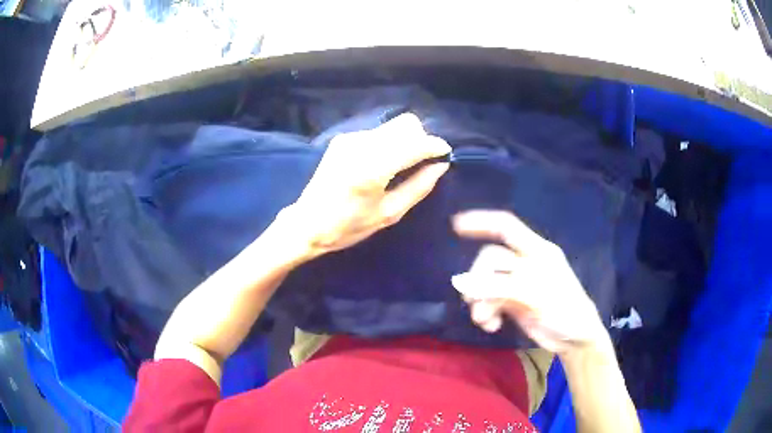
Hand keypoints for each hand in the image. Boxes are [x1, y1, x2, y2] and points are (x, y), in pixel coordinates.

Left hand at [287, 113, 450, 257]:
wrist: (308, 223)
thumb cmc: (349, 226)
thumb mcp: (389, 214)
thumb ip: (418, 187)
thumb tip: (440, 166)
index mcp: (373, 168)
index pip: (415, 144)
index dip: (435, 146)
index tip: (444, 154)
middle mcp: (361, 144)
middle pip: (406, 124)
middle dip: (421, 139)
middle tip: (422, 162)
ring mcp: (350, 138)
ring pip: (392, 127)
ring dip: (405, 141)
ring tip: (402, 165)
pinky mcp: (344, 139)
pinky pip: (378, 133)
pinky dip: (389, 143)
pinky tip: (383, 163)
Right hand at [451, 210, 609, 353]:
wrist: (575, 339)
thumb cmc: (566, 311)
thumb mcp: (538, 295)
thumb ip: (503, 287)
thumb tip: (467, 284)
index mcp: (538, 251)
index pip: (507, 227)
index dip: (482, 221)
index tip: (456, 225)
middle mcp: (526, 263)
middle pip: (491, 259)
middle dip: (478, 279)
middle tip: (473, 301)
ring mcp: (519, 283)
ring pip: (487, 283)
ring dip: (480, 301)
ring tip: (483, 320)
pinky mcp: (513, 302)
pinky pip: (490, 301)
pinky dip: (486, 313)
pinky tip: (492, 326)